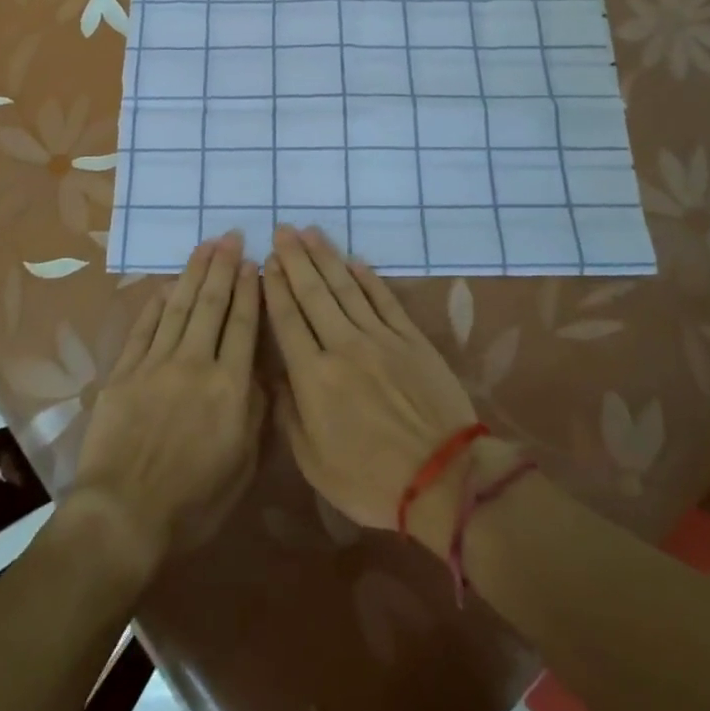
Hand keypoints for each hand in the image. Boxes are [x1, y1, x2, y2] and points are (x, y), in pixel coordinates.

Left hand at [69, 232, 263, 579]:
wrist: (123, 515)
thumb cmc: (193, 501)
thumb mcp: (243, 465)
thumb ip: (256, 412)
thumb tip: (264, 371)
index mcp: (229, 386)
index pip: (243, 324)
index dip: (249, 290)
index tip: (253, 262)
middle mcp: (195, 363)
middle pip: (212, 304)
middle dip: (223, 267)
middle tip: (231, 236)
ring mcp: (156, 363)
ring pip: (179, 307)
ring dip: (193, 273)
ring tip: (205, 246)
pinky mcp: (125, 371)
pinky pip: (144, 327)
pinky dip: (156, 303)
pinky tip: (166, 286)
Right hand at [262, 225, 482, 544]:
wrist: (444, 479)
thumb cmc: (371, 480)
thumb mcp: (314, 462)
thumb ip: (289, 414)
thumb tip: (274, 376)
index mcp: (313, 377)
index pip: (288, 320)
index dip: (275, 287)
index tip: (266, 261)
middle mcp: (343, 346)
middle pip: (314, 293)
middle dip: (295, 259)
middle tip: (282, 230)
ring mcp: (380, 338)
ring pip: (346, 287)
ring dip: (326, 257)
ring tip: (310, 232)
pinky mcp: (410, 338)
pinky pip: (384, 299)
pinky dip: (368, 277)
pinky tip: (354, 260)